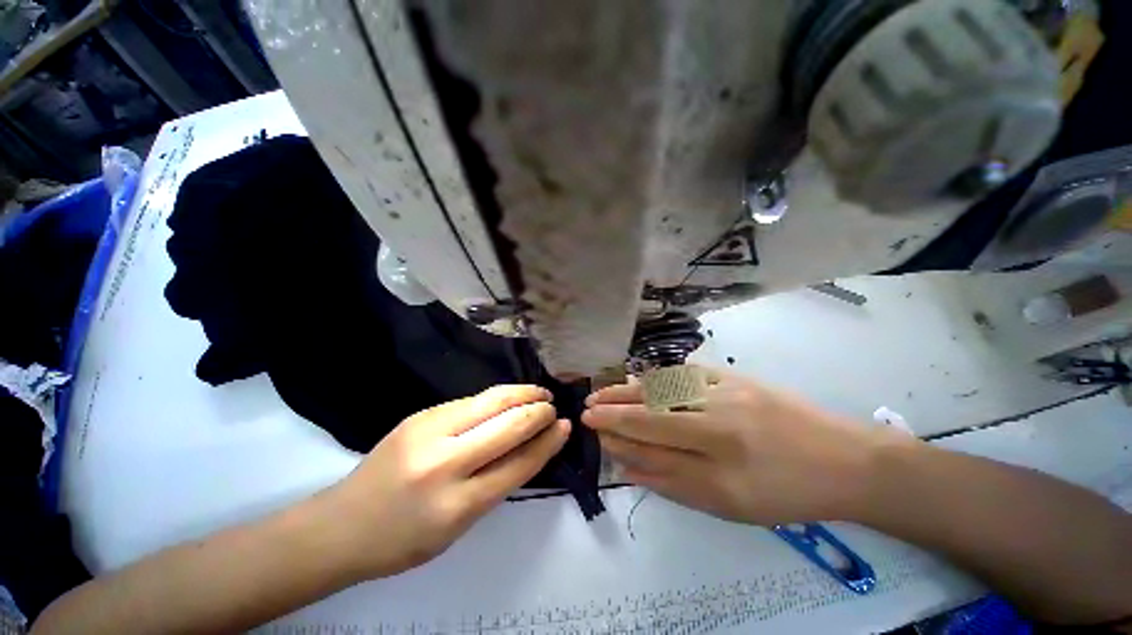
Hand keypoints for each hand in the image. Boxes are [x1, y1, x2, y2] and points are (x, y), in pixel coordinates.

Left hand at [325, 385, 568, 578]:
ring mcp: (428, 432)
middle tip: (553, 407)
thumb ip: (496, 485)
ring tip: (539, 393)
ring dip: (522, 393)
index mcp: (456, 506)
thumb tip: (530, 447)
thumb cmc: (403, 539)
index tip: (564, 427)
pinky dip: (497, 397)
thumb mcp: (458, 528)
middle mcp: (444, 464)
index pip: (518, 464)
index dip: (547, 442)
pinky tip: (508, 397)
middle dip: (538, 412)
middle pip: (508, 426)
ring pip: (490, 401)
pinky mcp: (420, 415)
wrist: (341, 524)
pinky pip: (470, 401)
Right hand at [583, 368, 894, 525]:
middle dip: (614, 404)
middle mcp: (714, 410)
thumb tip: (628, 465)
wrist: (844, 460)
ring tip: (605, 391)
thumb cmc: (787, 492)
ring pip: (664, 386)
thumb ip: (673, 481)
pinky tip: (642, 380)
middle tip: (588, 404)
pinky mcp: (733, 376)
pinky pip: (686, 374)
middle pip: (651, 405)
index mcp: (715, 447)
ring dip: (630, 388)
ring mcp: (724, 387)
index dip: (615, 426)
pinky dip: (658, 377)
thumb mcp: (728, 503)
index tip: (588, 423)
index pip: (648, 432)